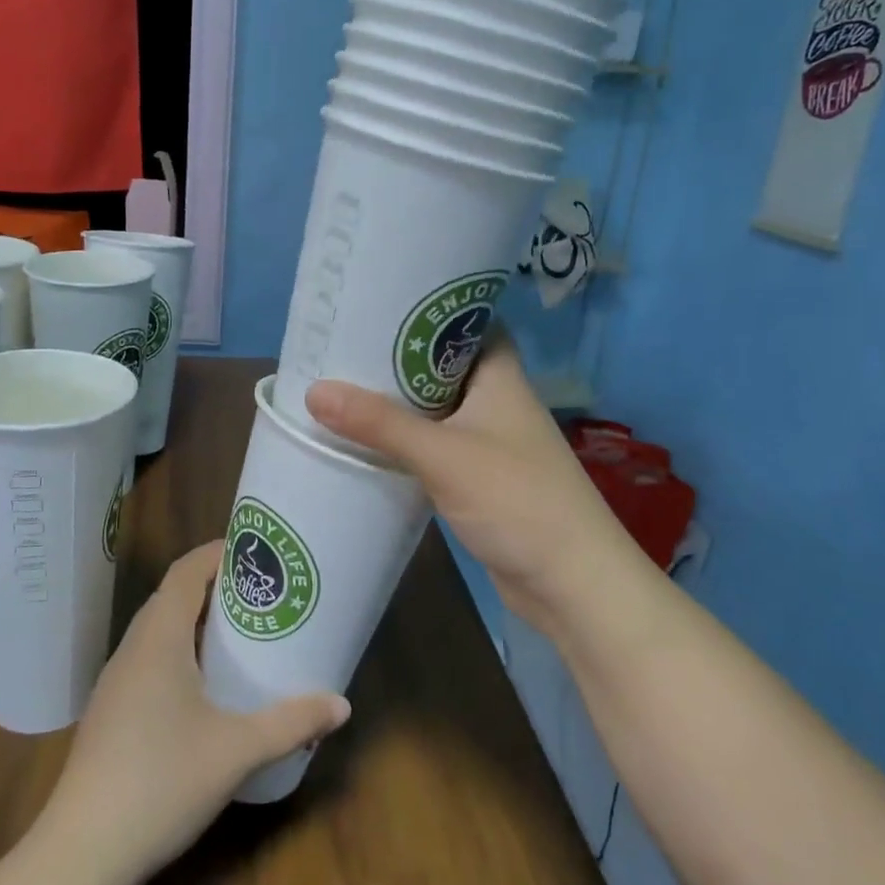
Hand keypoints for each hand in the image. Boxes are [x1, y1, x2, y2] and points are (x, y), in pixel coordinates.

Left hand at [37, 541, 350, 884]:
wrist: (82, 852)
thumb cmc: (161, 782)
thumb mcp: (236, 750)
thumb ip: (291, 723)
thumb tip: (342, 705)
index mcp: (158, 639)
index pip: (185, 572)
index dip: (217, 552)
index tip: (255, 549)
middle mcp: (133, 649)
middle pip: (172, 596)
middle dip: (214, 585)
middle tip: (259, 591)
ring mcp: (116, 682)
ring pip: (158, 630)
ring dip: (195, 620)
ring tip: (239, 631)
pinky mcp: (111, 712)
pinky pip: (149, 659)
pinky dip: (180, 651)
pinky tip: (204, 685)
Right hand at [306, 337, 656, 639]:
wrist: (571, 582)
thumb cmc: (516, 499)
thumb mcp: (442, 454)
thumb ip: (379, 423)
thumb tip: (313, 389)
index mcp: (500, 377)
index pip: (470, 322)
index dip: (430, 309)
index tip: (380, 302)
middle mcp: (497, 402)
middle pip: (444, 367)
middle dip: (400, 359)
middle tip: (344, 345)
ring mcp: (490, 443)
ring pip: (437, 410)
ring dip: (400, 404)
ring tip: (344, 387)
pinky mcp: (480, 480)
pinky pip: (436, 448)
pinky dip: (407, 443)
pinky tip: (370, 443)